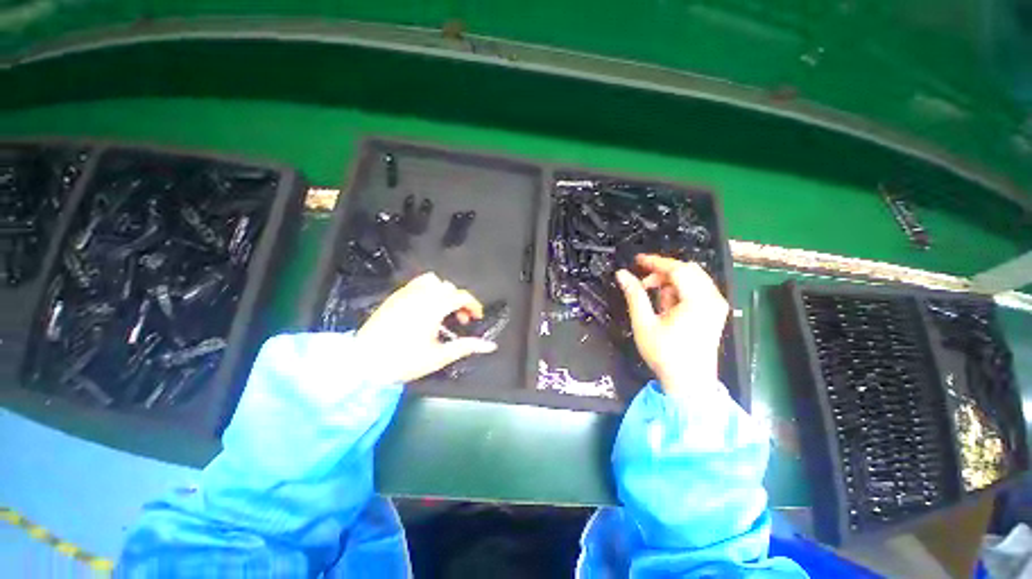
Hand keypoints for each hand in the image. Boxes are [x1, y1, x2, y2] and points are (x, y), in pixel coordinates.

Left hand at [355, 273, 496, 383]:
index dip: (473, 305)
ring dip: (442, 292)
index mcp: (433, 308)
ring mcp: (405, 294)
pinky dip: (427, 291)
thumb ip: (467, 347)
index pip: (460, 296)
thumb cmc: (403, 361)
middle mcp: (420, 296)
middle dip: (459, 300)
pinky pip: (415, 284)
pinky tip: (424, 309)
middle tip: (459, 319)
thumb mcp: (439, 356)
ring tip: (442, 310)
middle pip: (448, 287)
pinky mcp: (393, 297)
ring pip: (431, 280)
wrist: (363, 363)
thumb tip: (490, 345)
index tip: (476, 317)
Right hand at [615, 255, 728, 397]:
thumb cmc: (665, 354)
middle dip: (663, 272)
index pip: (677, 269)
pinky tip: (668, 307)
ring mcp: (717, 306)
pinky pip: (697, 290)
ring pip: (693, 279)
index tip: (637, 260)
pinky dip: (680, 292)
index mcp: (698, 301)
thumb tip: (622, 274)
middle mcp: (713, 299)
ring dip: (671, 283)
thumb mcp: (644, 323)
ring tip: (655, 301)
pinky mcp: (715, 313)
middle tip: (643, 283)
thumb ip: (634, 295)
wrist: (689, 383)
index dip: (655, 262)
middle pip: (688, 270)